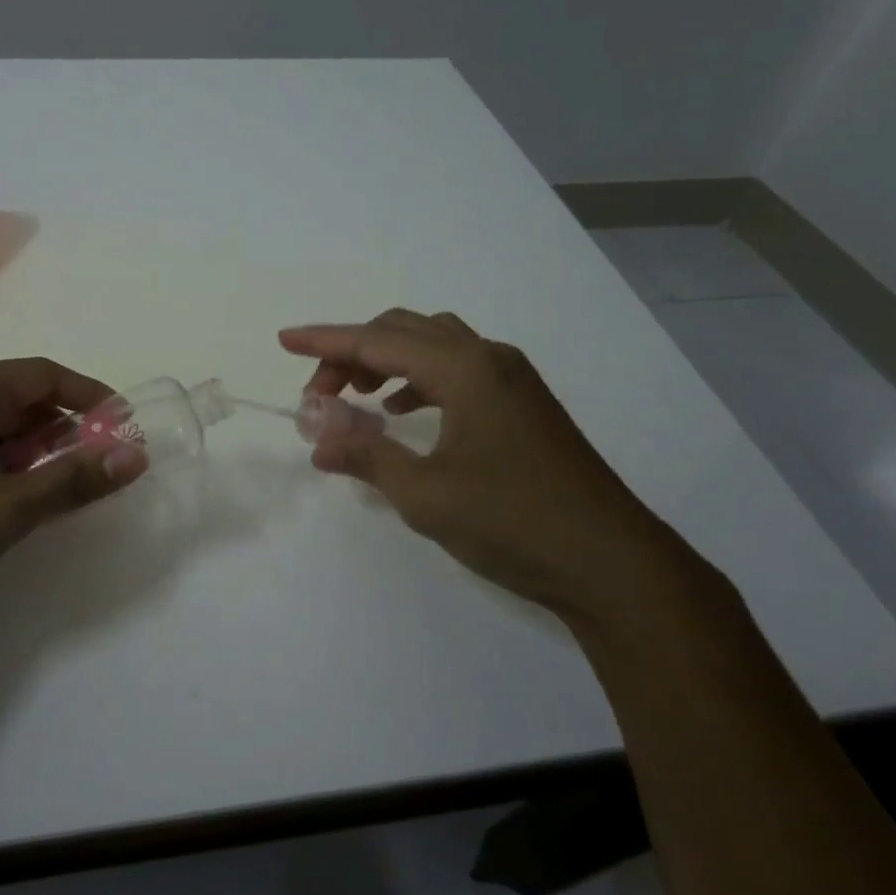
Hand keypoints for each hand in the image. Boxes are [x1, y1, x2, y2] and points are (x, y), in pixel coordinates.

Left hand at [0, 358, 147, 618]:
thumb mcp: (0, 512)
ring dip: (24, 445)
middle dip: (58, 427)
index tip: (121, 427)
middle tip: (86, 467)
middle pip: (15, 394)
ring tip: (43, 488)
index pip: (44, 375)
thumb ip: (70, 482)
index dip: (90, 397)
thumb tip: (133, 455)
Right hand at [281, 310, 707, 623]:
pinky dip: (418, 379)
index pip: (377, 341)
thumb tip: (319, 441)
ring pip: (432, 345)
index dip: (325, 340)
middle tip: (319, 394)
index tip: (283, 339)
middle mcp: (488, 358)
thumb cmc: (513, 522)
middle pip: (404, 332)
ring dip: (386, 361)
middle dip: (352, 353)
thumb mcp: (425, 494)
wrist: (611, 563)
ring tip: (354, 396)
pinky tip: (402, 411)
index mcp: (464, 368)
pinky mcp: (522, 403)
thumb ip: (367, 456)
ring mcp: (511, 379)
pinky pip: (456, 369)